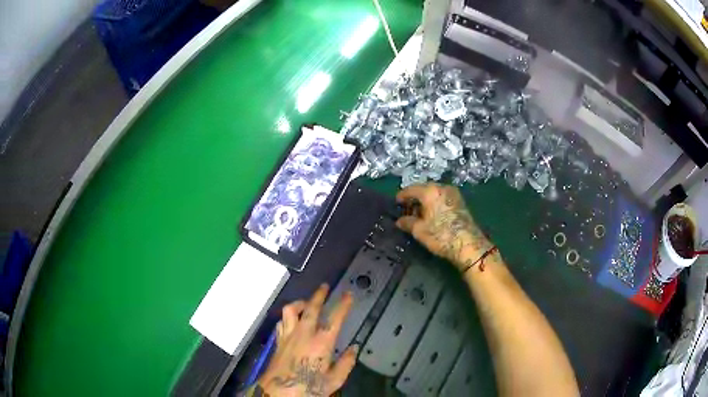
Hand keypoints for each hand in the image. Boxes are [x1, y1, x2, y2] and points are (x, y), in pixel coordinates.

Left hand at [255, 284, 356, 396]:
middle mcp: (304, 334)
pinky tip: (291, 320)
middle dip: (319, 295)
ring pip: (290, 310)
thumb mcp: (335, 380)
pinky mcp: (278, 341)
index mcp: (321, 343)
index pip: (335, 318)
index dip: (343, 304)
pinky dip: (287, 317)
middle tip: (324, 287)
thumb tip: (354, 348)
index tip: (348, 294)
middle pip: (311, 308)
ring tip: (306, 302)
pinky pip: (281, 322)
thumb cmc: (309, 387)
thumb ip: (346, 363)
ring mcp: (288, 336)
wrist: (279, 392)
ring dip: (299, 303)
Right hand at [396, 183, 491, 269]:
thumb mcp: (419, 231)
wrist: (468, 244)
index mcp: (430, 191)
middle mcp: (442, 187)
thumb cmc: (441, 235)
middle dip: (415, 198)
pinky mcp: (460, 202)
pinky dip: (435, 203)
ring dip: (426, 201)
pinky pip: (443, 198)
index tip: (396, 202)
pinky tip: (432, 214)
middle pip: (424, 189)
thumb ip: (407, 222)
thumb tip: (399, 221)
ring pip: (434, 193)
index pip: (411, 189)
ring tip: (419, 213)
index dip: (402, 196)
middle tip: (407, 209)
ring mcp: (453, 194)